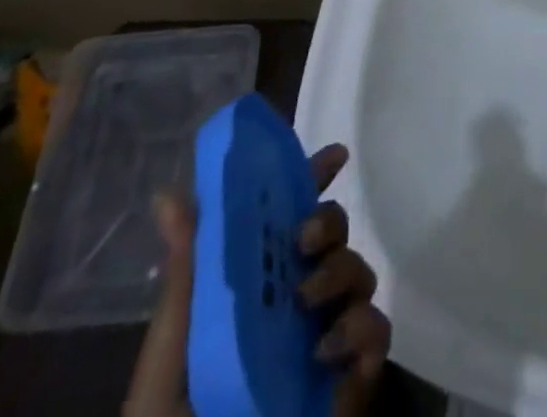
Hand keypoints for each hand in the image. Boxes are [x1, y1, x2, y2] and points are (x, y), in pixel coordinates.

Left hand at [124, 143, 391, 416]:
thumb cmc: (175, 416)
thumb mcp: (172, 346)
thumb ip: (186, 272)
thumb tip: (168, 194)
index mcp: (255, 281)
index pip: (290, 214)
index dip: (314, 177)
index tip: (334, 155)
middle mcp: (295, 299)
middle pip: (333, 234)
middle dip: (329, 221)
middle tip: (303, 240)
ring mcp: (326, 336)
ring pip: (359, 273)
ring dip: (342, 273)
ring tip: (306, 307)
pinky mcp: (350, 379)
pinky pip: (377, 332)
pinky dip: (363, 329)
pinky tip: (328, 351)